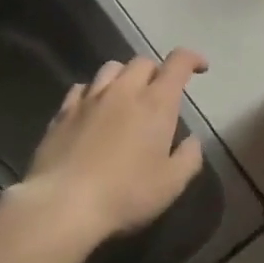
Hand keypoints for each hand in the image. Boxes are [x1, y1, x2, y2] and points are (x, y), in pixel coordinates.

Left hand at [17, 49, 209, 243]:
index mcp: (155, 103)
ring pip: (110, 68)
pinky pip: (81, 88)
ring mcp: (89, 99)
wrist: (63, 203)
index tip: (200, 68)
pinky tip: (93, 110)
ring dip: (125, 76)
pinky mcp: (63, 112)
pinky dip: (94, 92)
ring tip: (127, 97)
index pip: (178, 63)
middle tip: (161, 94)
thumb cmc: (125, 194)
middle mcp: (123, 91)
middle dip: (157, 71)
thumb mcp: (171, 184)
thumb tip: (191, 140)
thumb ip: (189, 157)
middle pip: (143, 62)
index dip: (192, 59)